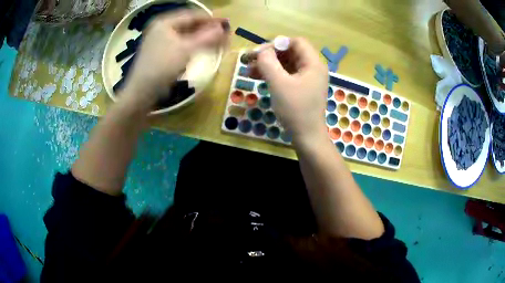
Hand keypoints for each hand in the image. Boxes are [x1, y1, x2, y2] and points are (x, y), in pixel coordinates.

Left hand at [122, 10, 228, 107]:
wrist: (141, 92)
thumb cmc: (162, 67)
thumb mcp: (186, 49)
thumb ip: (207, 37)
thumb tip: (224, 28)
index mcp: (165, 22)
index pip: (193, 15)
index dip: (211, 19)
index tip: (227, 25)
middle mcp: (162, 28)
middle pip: (189, 25)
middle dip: (207, 30)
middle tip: (223, 36)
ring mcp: (160, 40)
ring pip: (186, 35)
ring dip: (201, 39)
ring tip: (217, 44)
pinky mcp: (161, 52)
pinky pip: (181, 44)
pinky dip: (192, 46)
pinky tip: (202, 50)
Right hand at [254, 38, 327, 143]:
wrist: (306, 136)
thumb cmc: (295, 109)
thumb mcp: (279, 84)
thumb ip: (268, 63)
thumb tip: (261, 51)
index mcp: (313, 63)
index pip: (296, 42)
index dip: (277, 44)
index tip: (259, 52)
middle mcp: (313, 68)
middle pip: (290, 52)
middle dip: (269, 55)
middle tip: (249, 60)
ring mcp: (308, 78)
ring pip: (286, 64)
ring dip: (268, 65)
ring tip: (248, 71)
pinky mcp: (302, 88)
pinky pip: (286, 75)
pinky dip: (273, 74)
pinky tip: (258, 77)